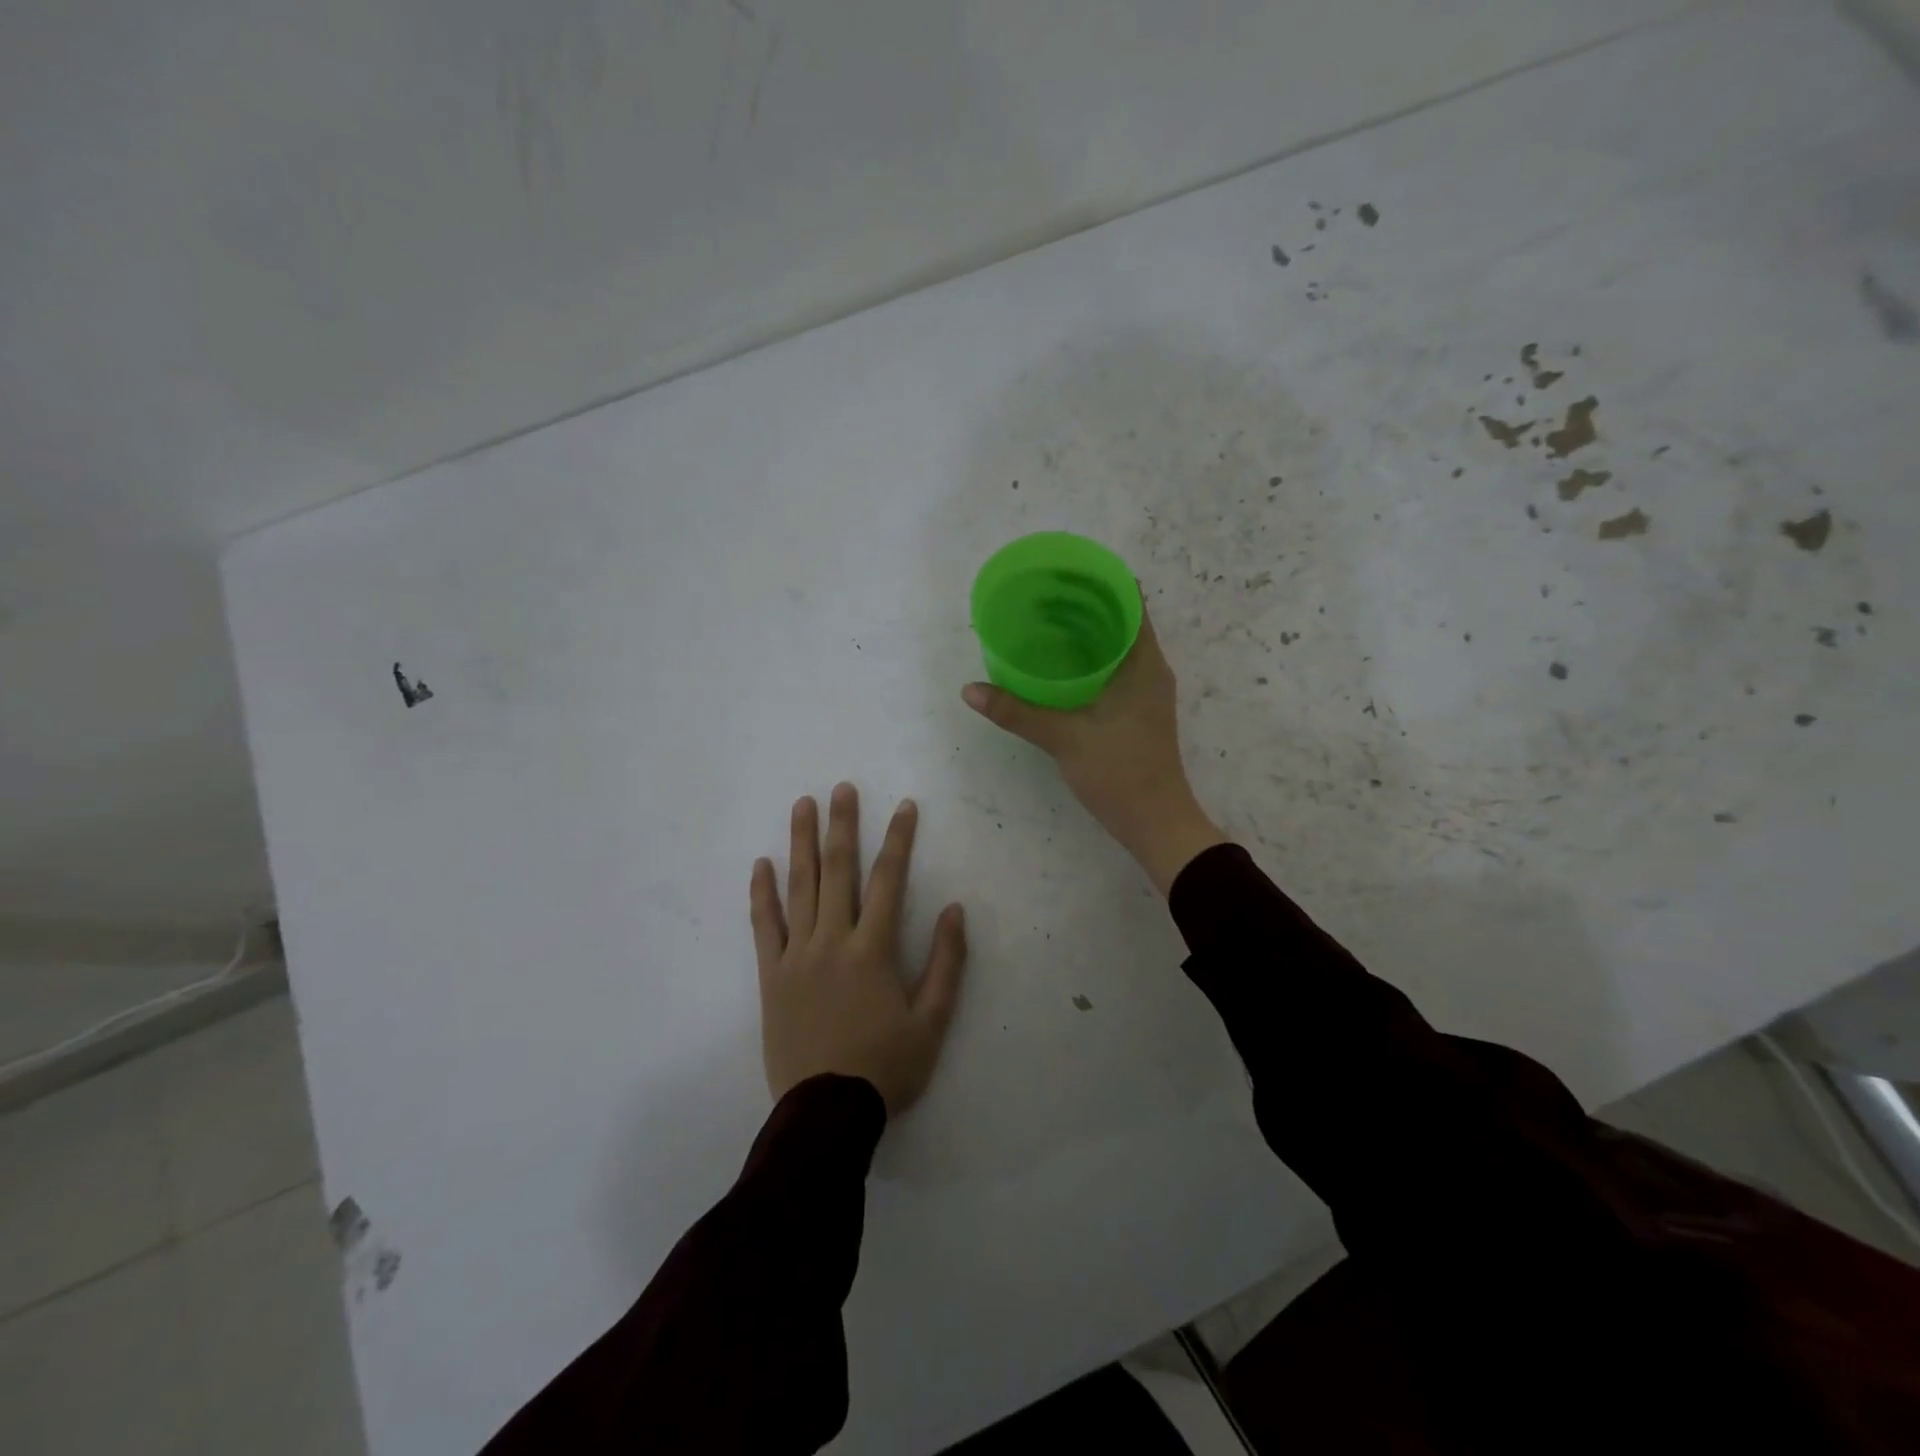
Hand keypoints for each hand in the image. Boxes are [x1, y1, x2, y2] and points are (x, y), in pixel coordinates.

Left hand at [751, 783, 967, 1115]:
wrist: (826, 1112)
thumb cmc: (885, 1067)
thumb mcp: (932, 1021)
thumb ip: (946, 963)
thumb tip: (955, 910)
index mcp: (872, 950)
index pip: (889, 881)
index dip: (899, 840)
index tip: (905, 807)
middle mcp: (832, 941)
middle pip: (838, 871)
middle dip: (843, 825)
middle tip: (842, 788)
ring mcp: (796, 956)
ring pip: (799, 888)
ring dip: (802, 844)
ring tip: (803, 806)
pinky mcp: (770, 975)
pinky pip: (763, 926)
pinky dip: (762, 894)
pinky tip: (761, 865)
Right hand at [962, 606, 1225, 893]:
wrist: (1156, 823)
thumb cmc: (1119, 772)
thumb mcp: (1064, 738)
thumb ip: (1017, 712)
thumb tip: (970, 690)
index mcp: (1144, 663)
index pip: (1130, 602)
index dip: (1100, 580)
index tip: (1064, 570)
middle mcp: (1151, 670)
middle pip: (1122, 620)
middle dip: (1086, 603)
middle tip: (1043, 593)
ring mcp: (1147, 692)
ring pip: (1118, 646)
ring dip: (1088, 631)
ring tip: (1046, 621)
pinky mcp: (1139, 712)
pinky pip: (1115, 669)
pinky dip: (1090, 658)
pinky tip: (1060, 667)